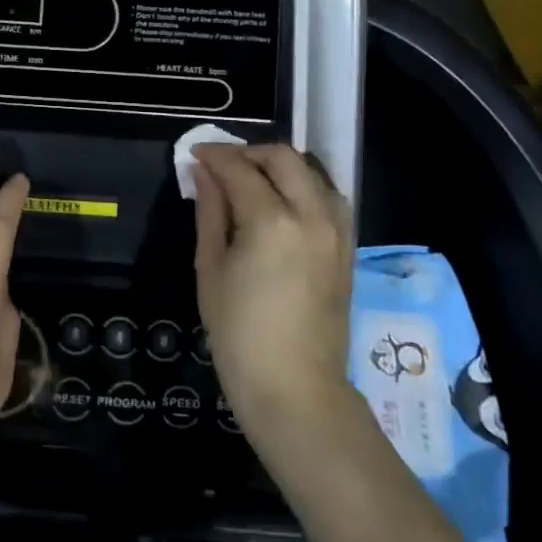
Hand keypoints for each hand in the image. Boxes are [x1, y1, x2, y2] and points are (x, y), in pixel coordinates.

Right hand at [192, 143, 354, 444]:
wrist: (294, 389)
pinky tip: (282, 204)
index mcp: (271, 220)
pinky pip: (328, 198)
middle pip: (283, 157)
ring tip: (252, 183)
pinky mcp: (347, 248)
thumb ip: (209, 211)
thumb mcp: (210, 268)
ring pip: (312, 172)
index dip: (214, 156)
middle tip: (222, 166)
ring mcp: (336, 231)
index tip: (194, 154)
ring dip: (280, 167)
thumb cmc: (238, 333)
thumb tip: (203, 173)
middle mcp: (311, 215)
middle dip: (249, 153)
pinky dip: (304, 187)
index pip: (239, 168)